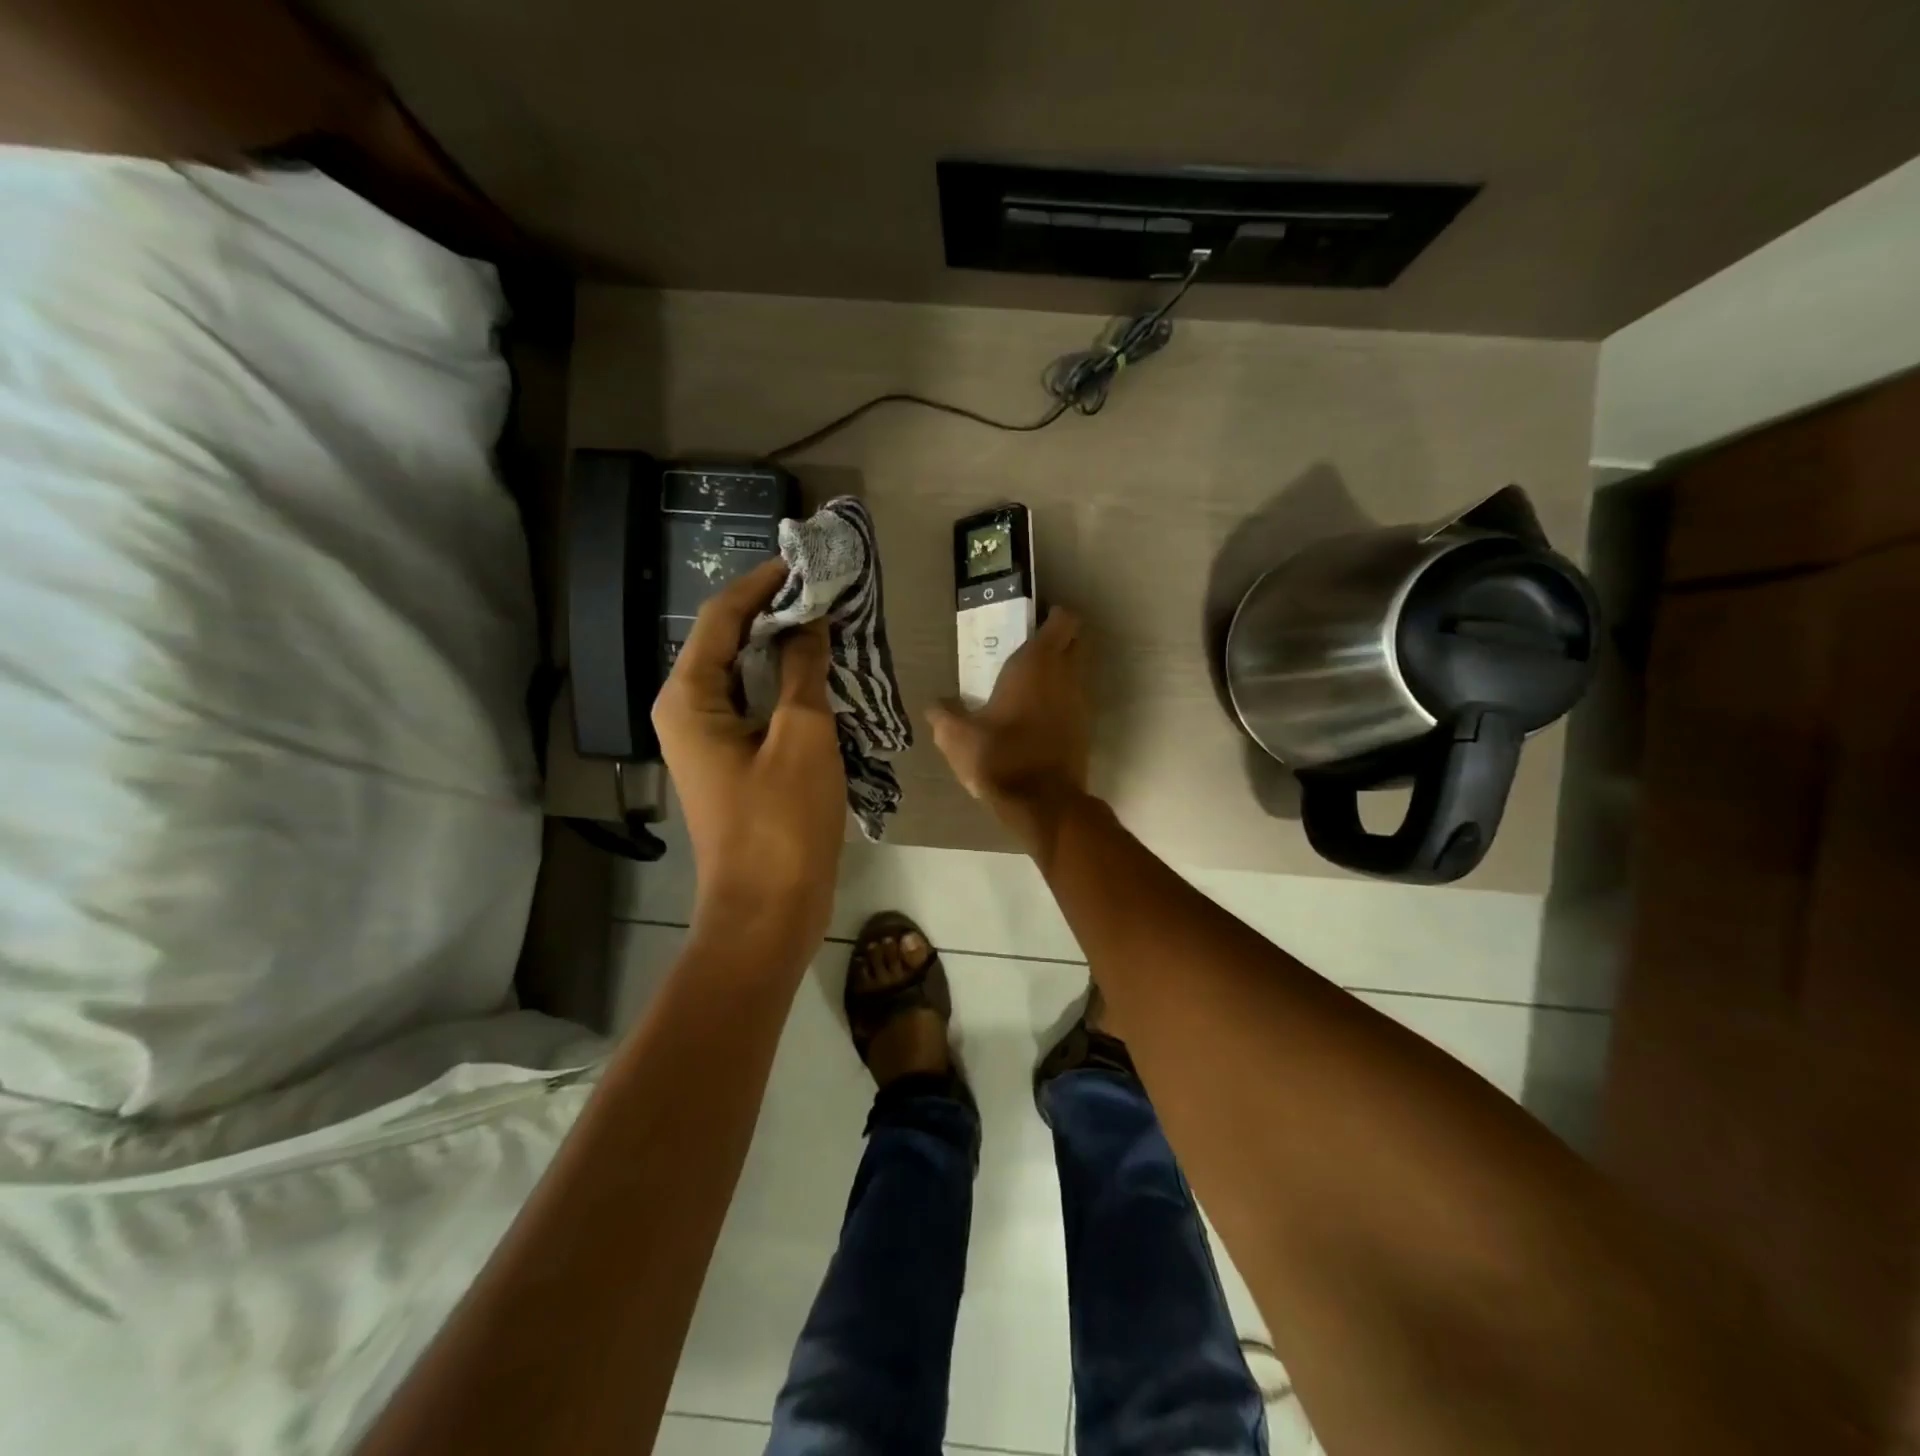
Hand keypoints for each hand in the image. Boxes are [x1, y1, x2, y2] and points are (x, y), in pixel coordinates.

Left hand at [652, 560, 846, 969]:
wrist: (767, 911)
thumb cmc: (781, 823)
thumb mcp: (803, 736)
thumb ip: (803, 670)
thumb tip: (809, 621)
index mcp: (689, 698)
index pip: (720, 617)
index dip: (761, 584)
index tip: (804, 562)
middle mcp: (688, 712)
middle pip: (728, 642)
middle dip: (775, 613)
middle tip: (826, 592)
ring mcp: (710, 741)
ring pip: (746, 675)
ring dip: (784, 649)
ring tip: (830, 625)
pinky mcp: (734, 763)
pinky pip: (758, 707)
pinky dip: (788, 686)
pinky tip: (823, 677)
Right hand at [927, 607, 1090, 854]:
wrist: (1043, 804)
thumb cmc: (1000, 757)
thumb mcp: (957, 737)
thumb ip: (944, 716)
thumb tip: (934, 705)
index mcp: (1037, 663)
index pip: (1064, 619)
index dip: (1052, 614)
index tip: (1032, 620)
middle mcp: (1066, 675)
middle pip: (1076, 640)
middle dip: (1058, 638)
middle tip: (1026, 647)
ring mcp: (1081, 702)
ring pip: (1077, 671)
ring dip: (1060, 670)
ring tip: (1026, 683)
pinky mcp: (1085, 728)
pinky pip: (1075, 699)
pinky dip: (1061, 698)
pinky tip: (1035, 715)